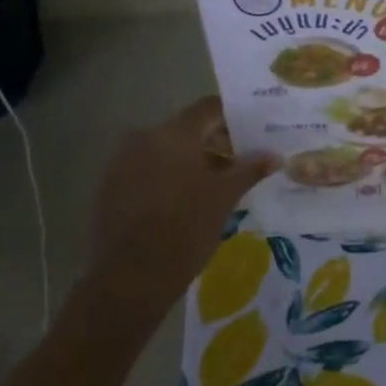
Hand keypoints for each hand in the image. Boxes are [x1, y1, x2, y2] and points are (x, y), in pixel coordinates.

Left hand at [89, 97, 275, 295]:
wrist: (131, 277)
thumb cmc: (186, 228)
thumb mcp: (225, 197)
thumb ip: (250, 169)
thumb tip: (275, 155)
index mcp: (174, 133)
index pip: (209, 108)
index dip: (233, 118)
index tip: (252, 134)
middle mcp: (145, 137)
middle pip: (187, 129)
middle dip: (214, 142)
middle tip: (239, 164)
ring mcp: (122, 161)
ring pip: (165, 150)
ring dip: (190, 161)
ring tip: (214, 186)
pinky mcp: (110, 185)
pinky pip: (146, 168)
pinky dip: (168, 176)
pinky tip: (184, 201)